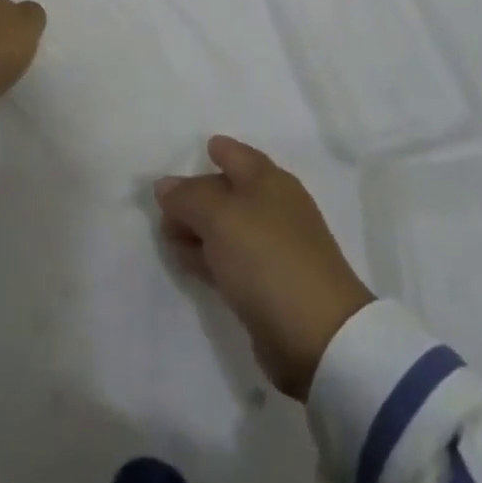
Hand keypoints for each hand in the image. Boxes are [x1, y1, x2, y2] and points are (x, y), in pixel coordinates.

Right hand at [155, 136, 374, 399]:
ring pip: (228, 227)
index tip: (202, 147)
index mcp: (269, 181)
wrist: (317, 334)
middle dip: (198, 194)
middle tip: (164, 206)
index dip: (220, 149)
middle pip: (230, 191)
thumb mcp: (220, 218)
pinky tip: (187, 261)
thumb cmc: (267, 257)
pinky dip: (208, 256)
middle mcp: (274, 207)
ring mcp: (274, 248)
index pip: (238, 155)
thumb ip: (189, 197)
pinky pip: (231, 259)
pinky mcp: (269, 285)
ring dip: (199, 228)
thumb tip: (165, 184)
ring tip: (166, 234)